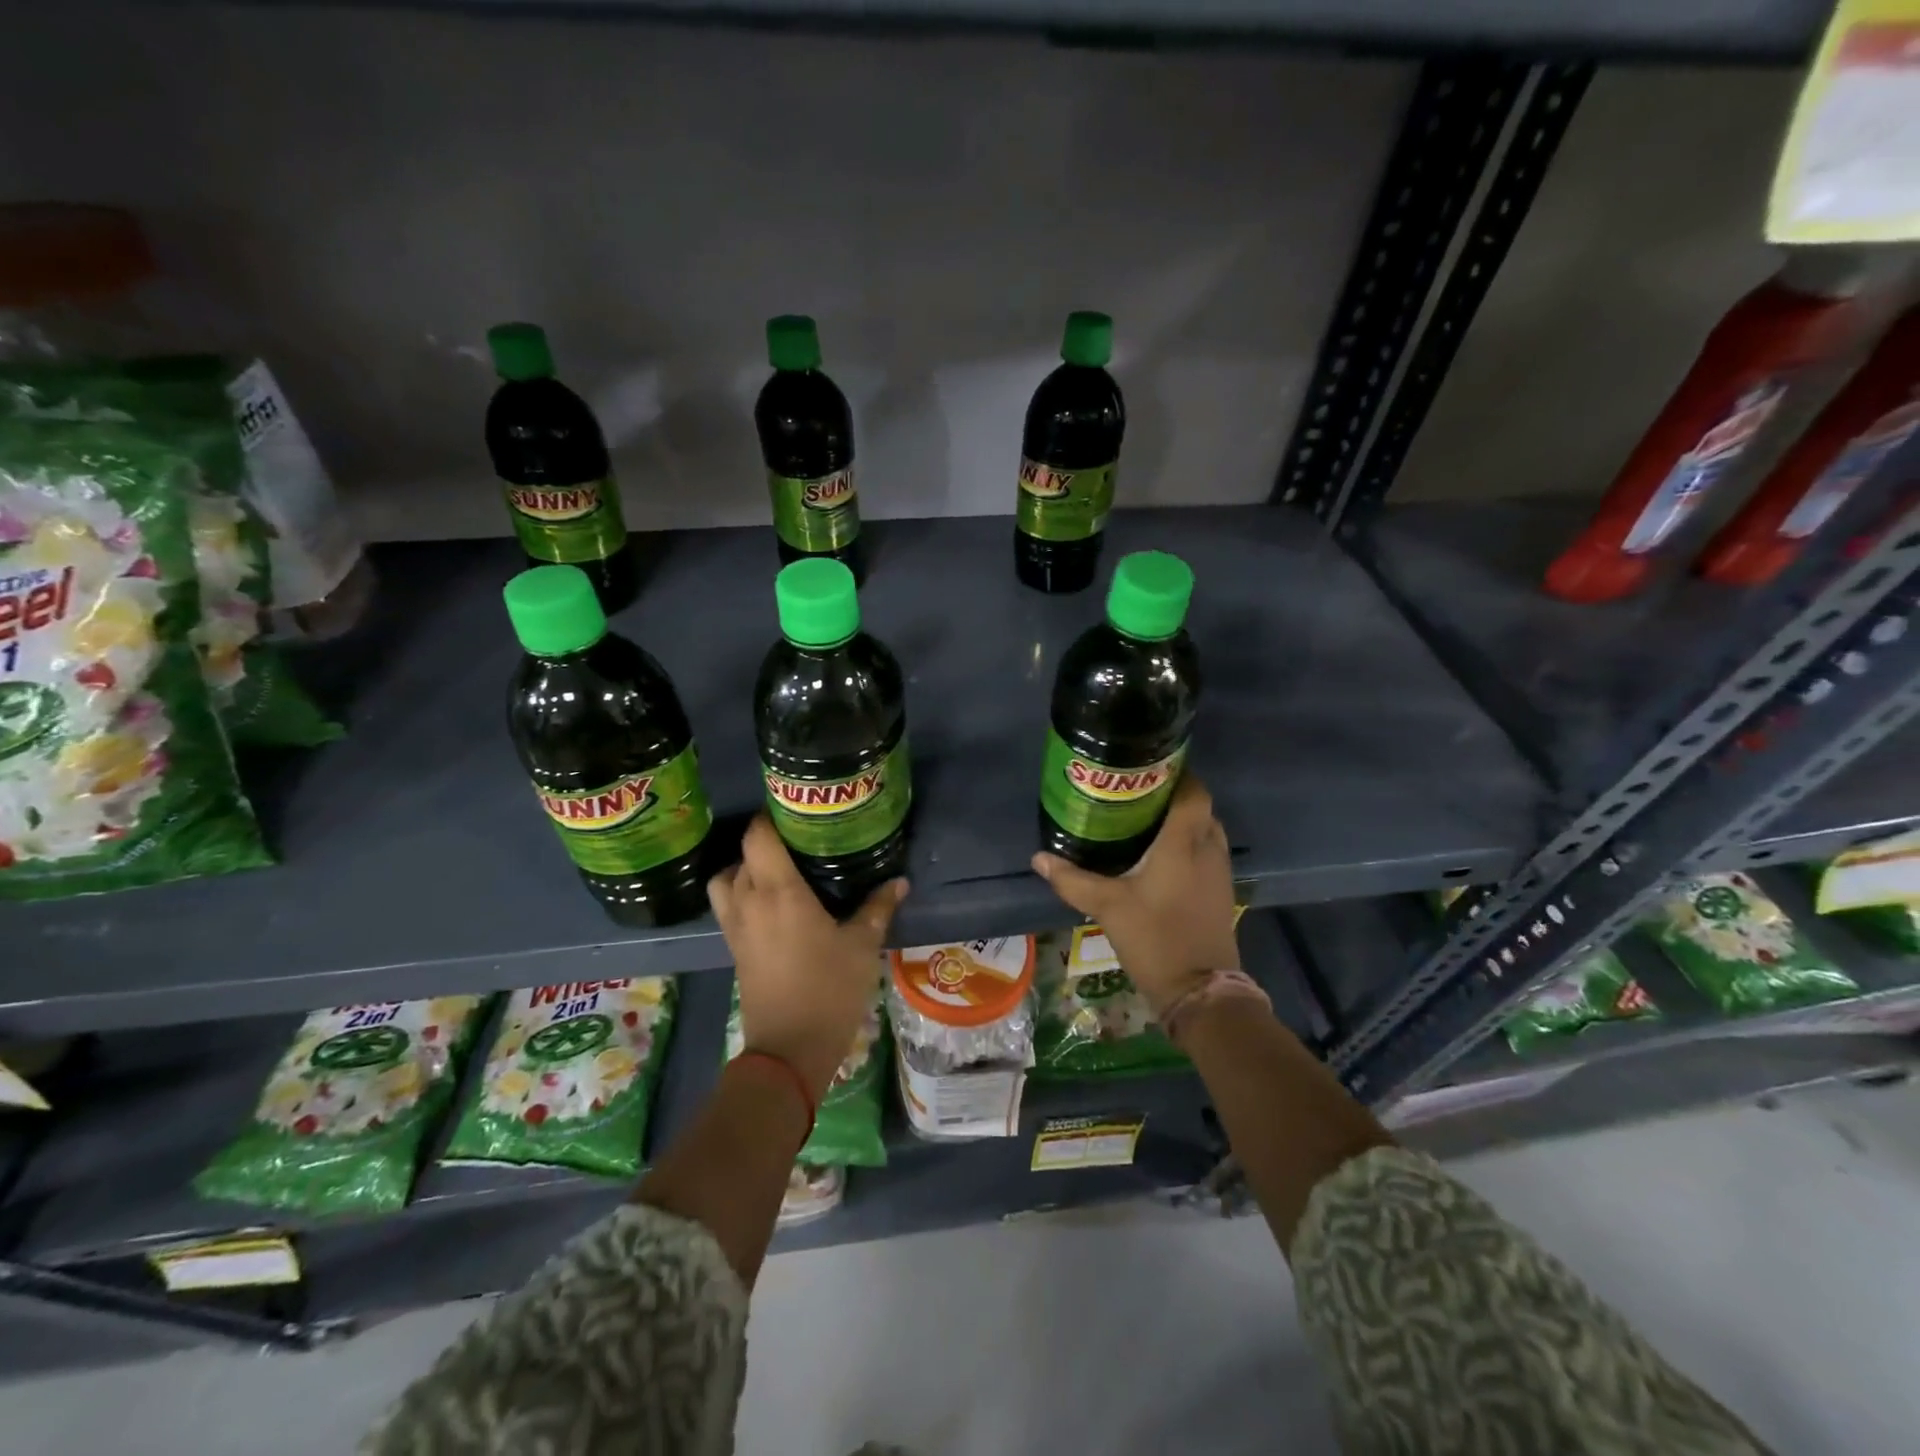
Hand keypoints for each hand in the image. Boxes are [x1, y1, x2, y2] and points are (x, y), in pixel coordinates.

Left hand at [709, 814, 907, 1100]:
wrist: (789, 1050)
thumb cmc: (829, 989)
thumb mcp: (862, 946)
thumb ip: (878, 908)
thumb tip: (900, 881)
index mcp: (778, 892)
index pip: (758, 837)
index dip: (770, 817)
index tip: (795, 811)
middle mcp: (749, 902)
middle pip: (739, 855)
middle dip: (762, 842)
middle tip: (796, 840)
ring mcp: (736, 928)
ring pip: (725, 881)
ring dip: (743, 870)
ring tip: (777, 872)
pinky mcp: (734, 950)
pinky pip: (729, 907)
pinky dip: (743, 895)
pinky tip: (774, 905)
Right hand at [1031, 774, 1238, 1014]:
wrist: (1200, 991)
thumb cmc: (1155, 938)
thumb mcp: (1108, 906)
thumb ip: (1073, 879)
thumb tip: (1038, 858)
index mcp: (1184, 842)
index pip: (1193, 791)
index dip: (1175, 773)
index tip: (1143, 768)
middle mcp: (1208, 849)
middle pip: (1199, 806)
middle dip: (1171, 795)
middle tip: (1133, 794)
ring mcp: (1219, 872)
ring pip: (1204, 829)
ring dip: (1181, 820)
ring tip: (1142, 820)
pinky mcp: (1220, 892)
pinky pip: (1206, 852)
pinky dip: (1187, 844)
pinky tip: (1158, 856)